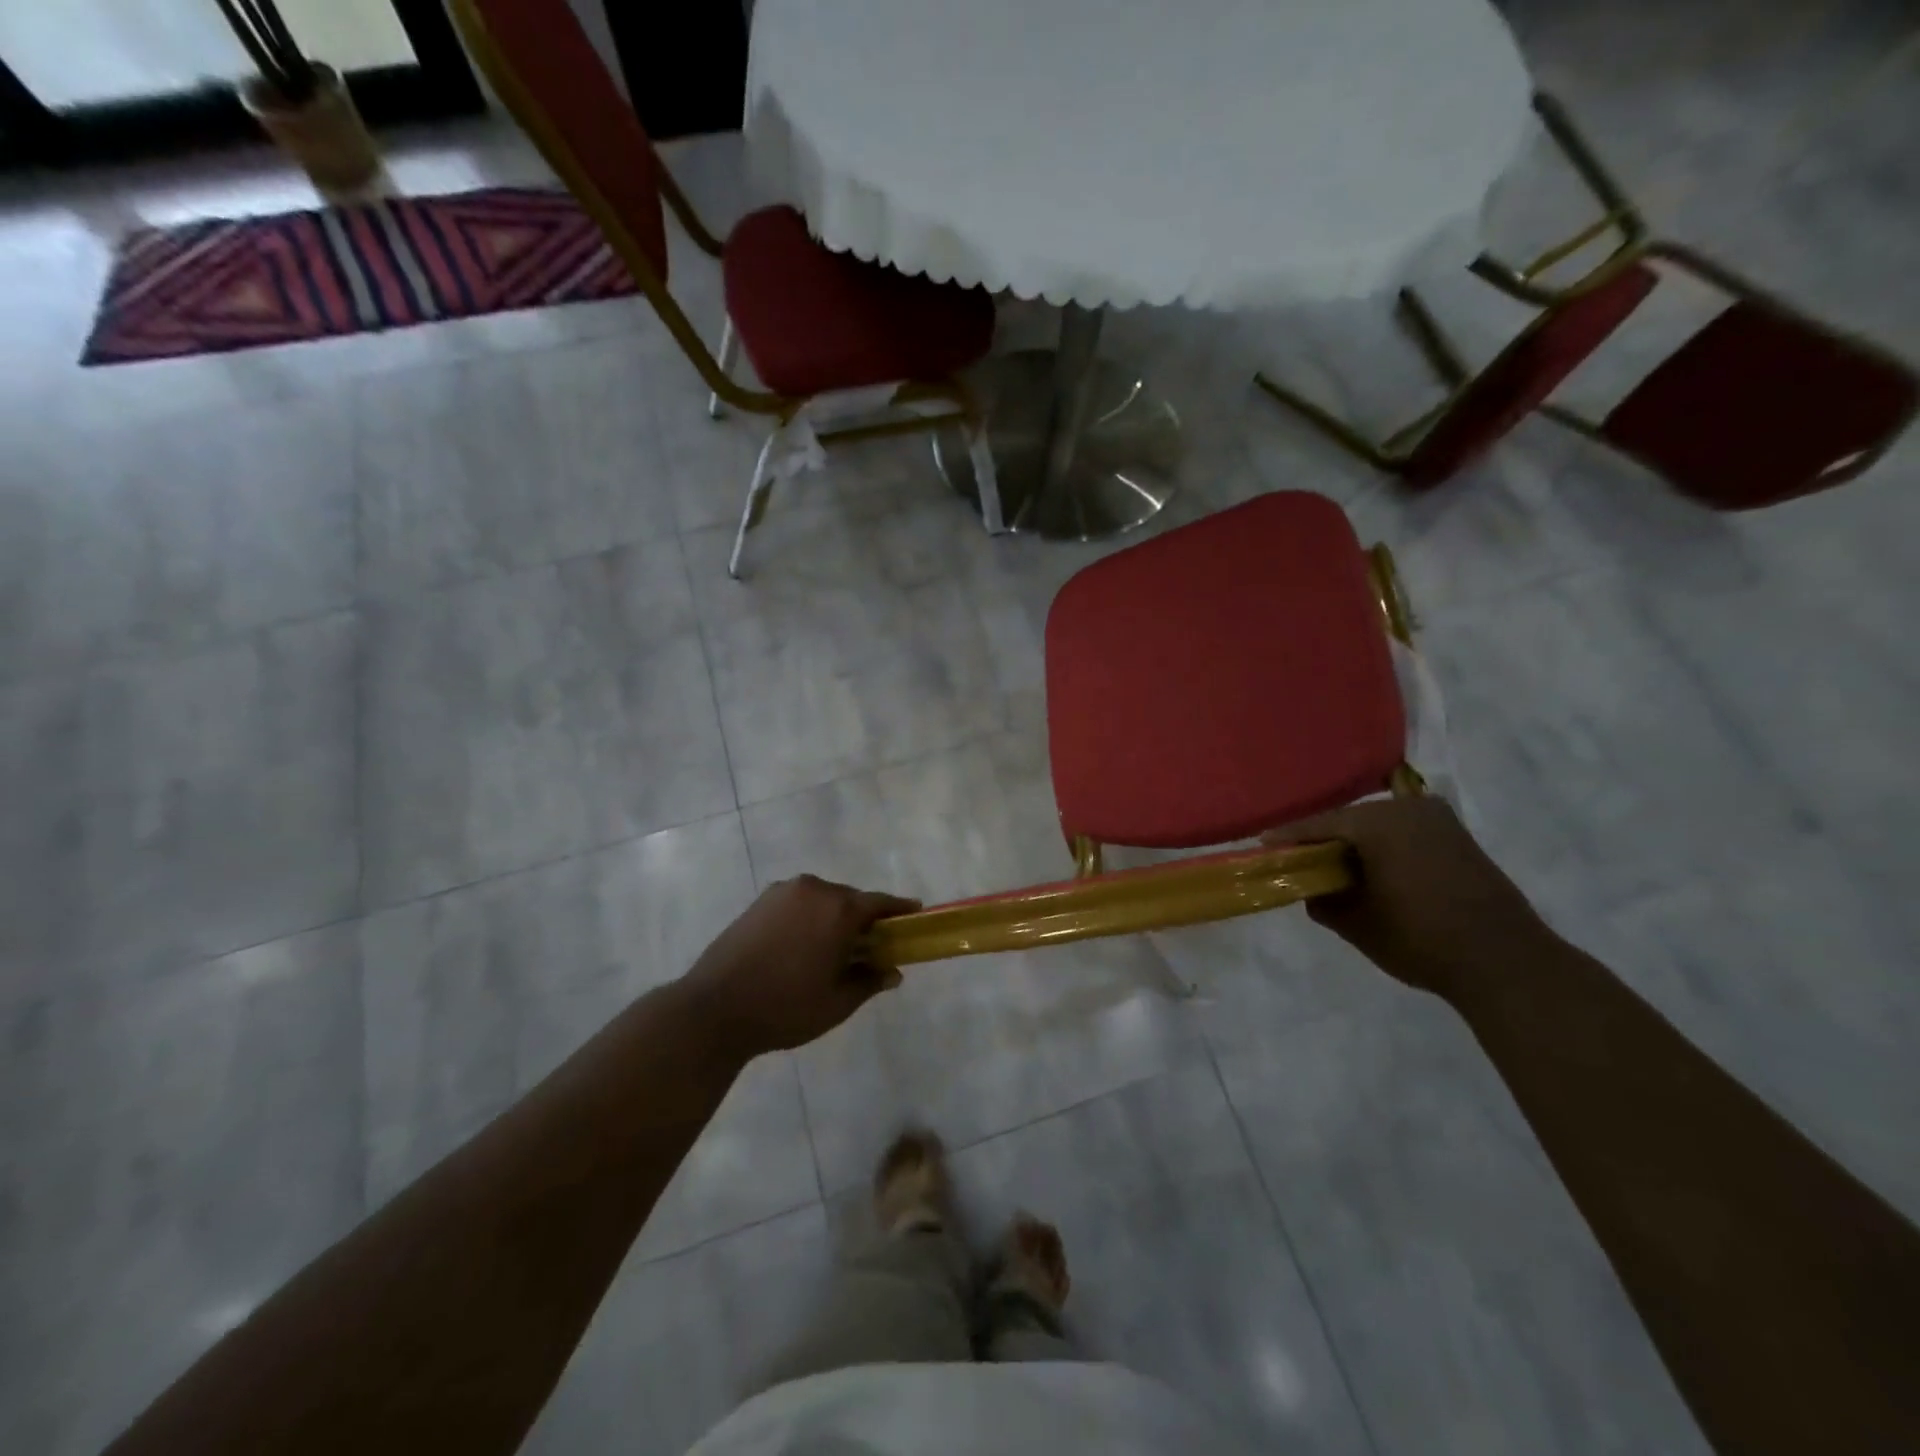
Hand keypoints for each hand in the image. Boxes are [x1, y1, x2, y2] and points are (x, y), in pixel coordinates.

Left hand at [681, 875, 920, 1058]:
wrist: (714, 1008)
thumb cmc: (785, 1007)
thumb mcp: (837, 1002)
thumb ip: (870, 981)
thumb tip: (892, 972)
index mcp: (838, 909)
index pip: (880, 903)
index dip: (899, 910)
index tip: (914, 914)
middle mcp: (813, 889)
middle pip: (850, 899)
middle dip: (864, 918)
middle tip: (872, 945)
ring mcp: (783, 892)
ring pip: (822, 900)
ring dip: (834, 917)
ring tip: (834, 948)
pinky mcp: (759, 901)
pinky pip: (798, 903)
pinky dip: (809, 917)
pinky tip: (803, 945)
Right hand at [1265, 798, 1550, 998]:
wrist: (1505, 961)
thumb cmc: (1420, 938)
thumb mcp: (1356, 924)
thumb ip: (1323, 901)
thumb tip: (1313, 891)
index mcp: (1377, 822)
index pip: (1317, 825)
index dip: (1287, 838)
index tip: (1262, 847)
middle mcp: (1407, 809)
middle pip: (1349, 821)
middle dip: (1323, 840)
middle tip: (1298, 860)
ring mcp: (1438, 821)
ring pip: (1378, 827)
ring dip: (1355, 844)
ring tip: (1333, 868)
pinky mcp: (1458, 838)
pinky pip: (1404, 834)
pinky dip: (1383, 848)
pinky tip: (1372, 870)